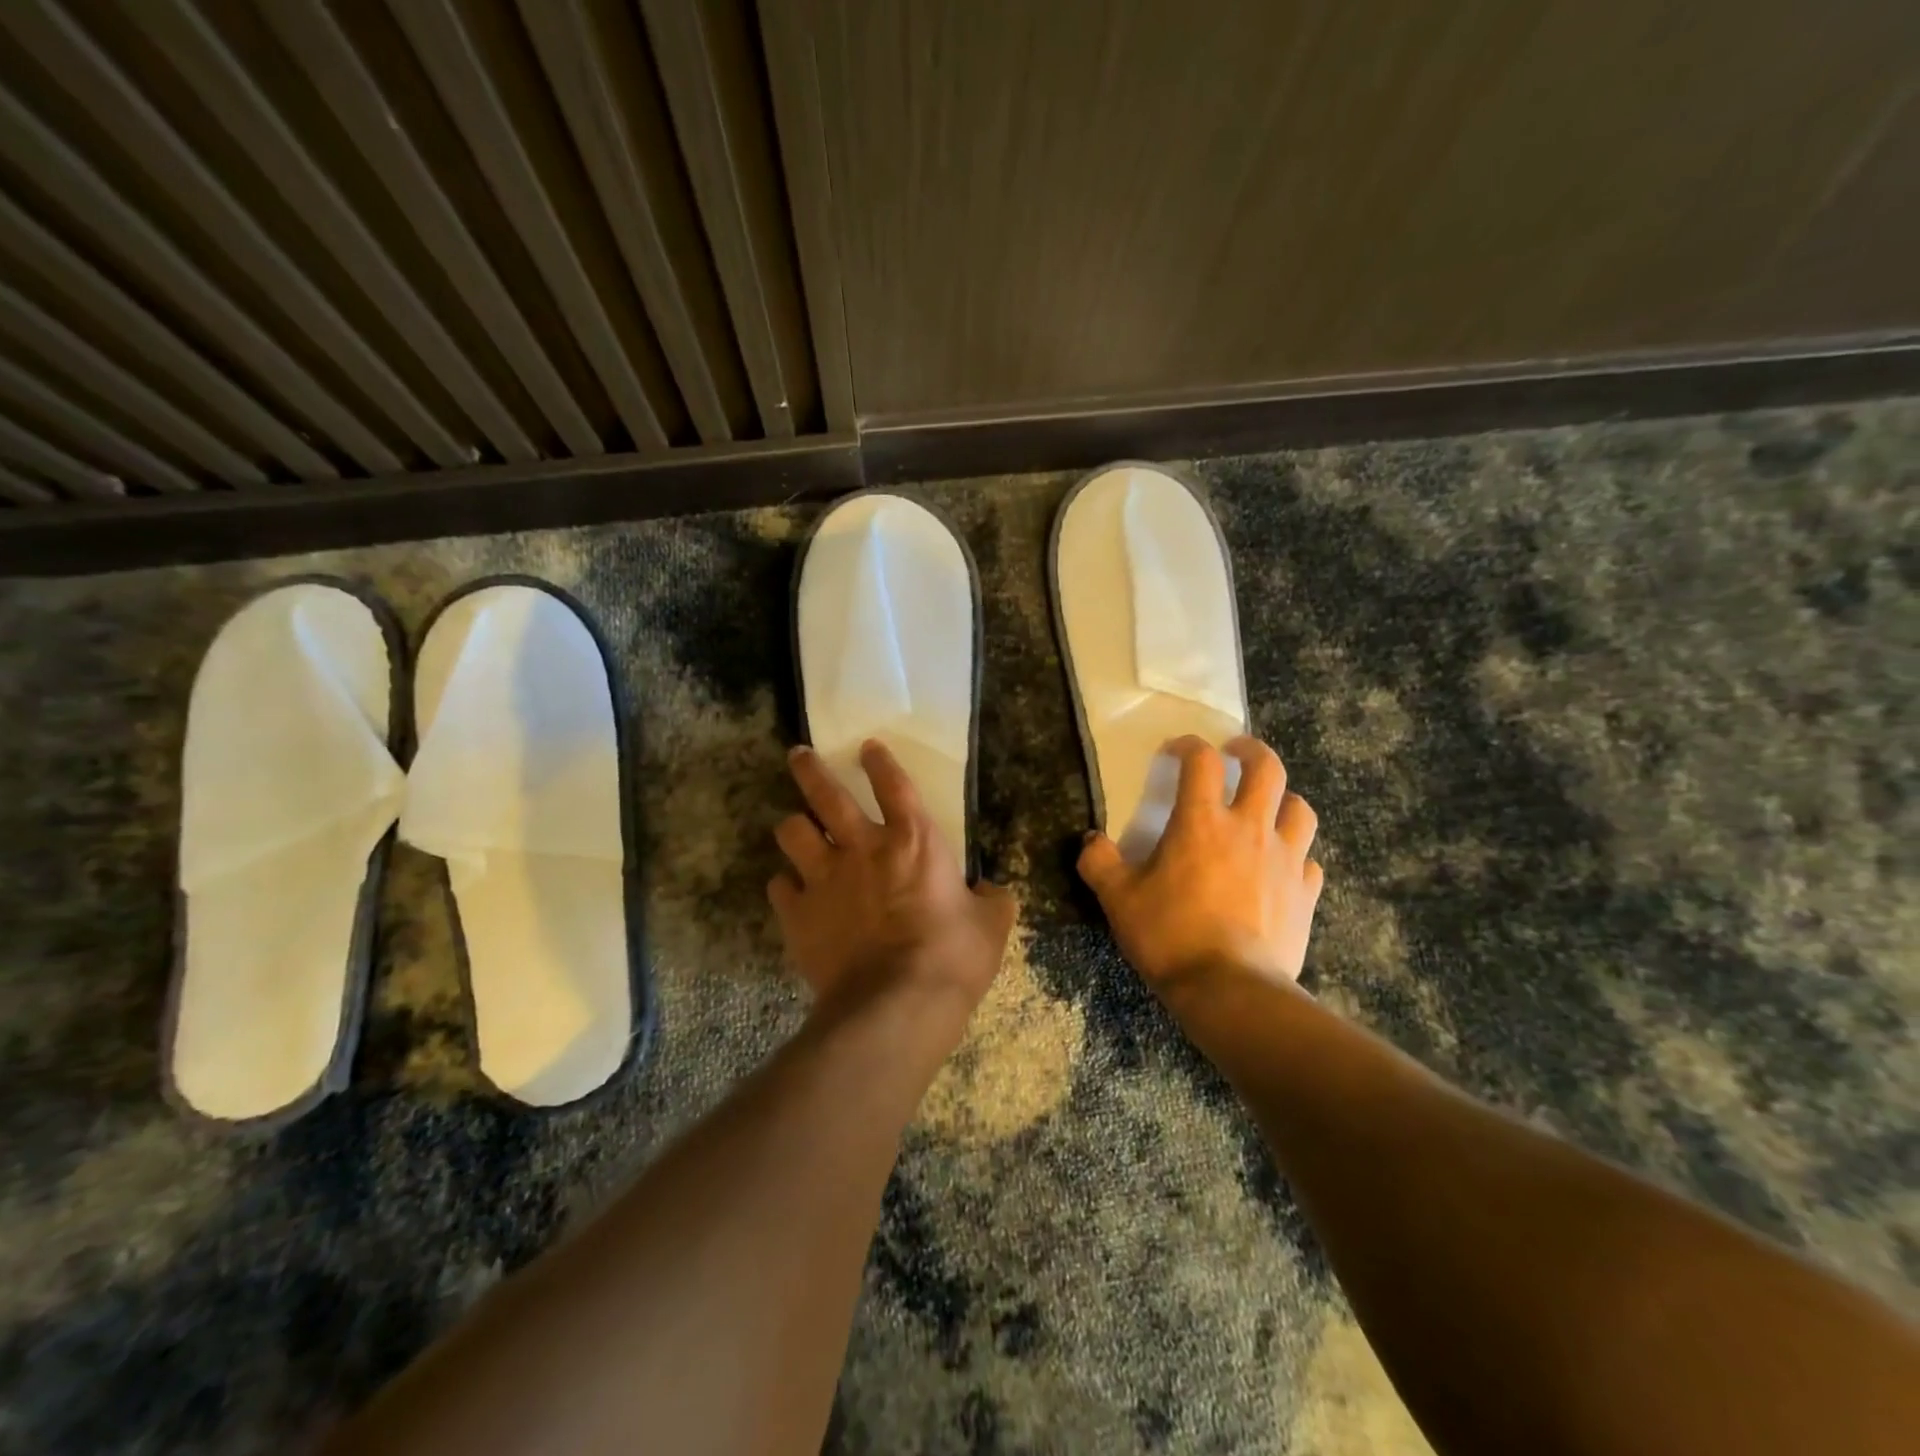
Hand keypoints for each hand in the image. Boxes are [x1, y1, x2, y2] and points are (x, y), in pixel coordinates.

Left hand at [770, 742, 1014, 1035]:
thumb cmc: (952, 956)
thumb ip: (992, 900)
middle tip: (799, 755)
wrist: (896, 1005)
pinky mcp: (798, 915)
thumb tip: (994, 892)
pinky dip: (786, 886)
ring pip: (791, 832)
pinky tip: (792, 893)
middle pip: (826, 794)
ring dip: (794, 828)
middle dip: (810, 769)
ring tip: (795, 830)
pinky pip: (779, 887)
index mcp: (913, 841)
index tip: (867, 746)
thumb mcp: (991, 925)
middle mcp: (862, 848)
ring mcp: (825, 879)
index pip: (894, 784)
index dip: (879, 761)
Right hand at [1078, 735, 1323, 996]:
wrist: (1229, 989)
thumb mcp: (1117, 898)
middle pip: (1267, 768)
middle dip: (1251, 751)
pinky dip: (1296, 854)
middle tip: (1235, 753)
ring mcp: (1285, 860)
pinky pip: (1308, 860)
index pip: (1201, 761)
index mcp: (1202, 821)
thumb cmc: (1169, 935)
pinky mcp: (1305, 893)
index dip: (1189, 745)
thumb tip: (1091, 841)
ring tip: (1266, 807)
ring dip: (1283, 799)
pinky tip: (1281, 867)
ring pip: (1299, 809)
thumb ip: (1099, 862)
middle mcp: (1249, 828)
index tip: (1177, 749)